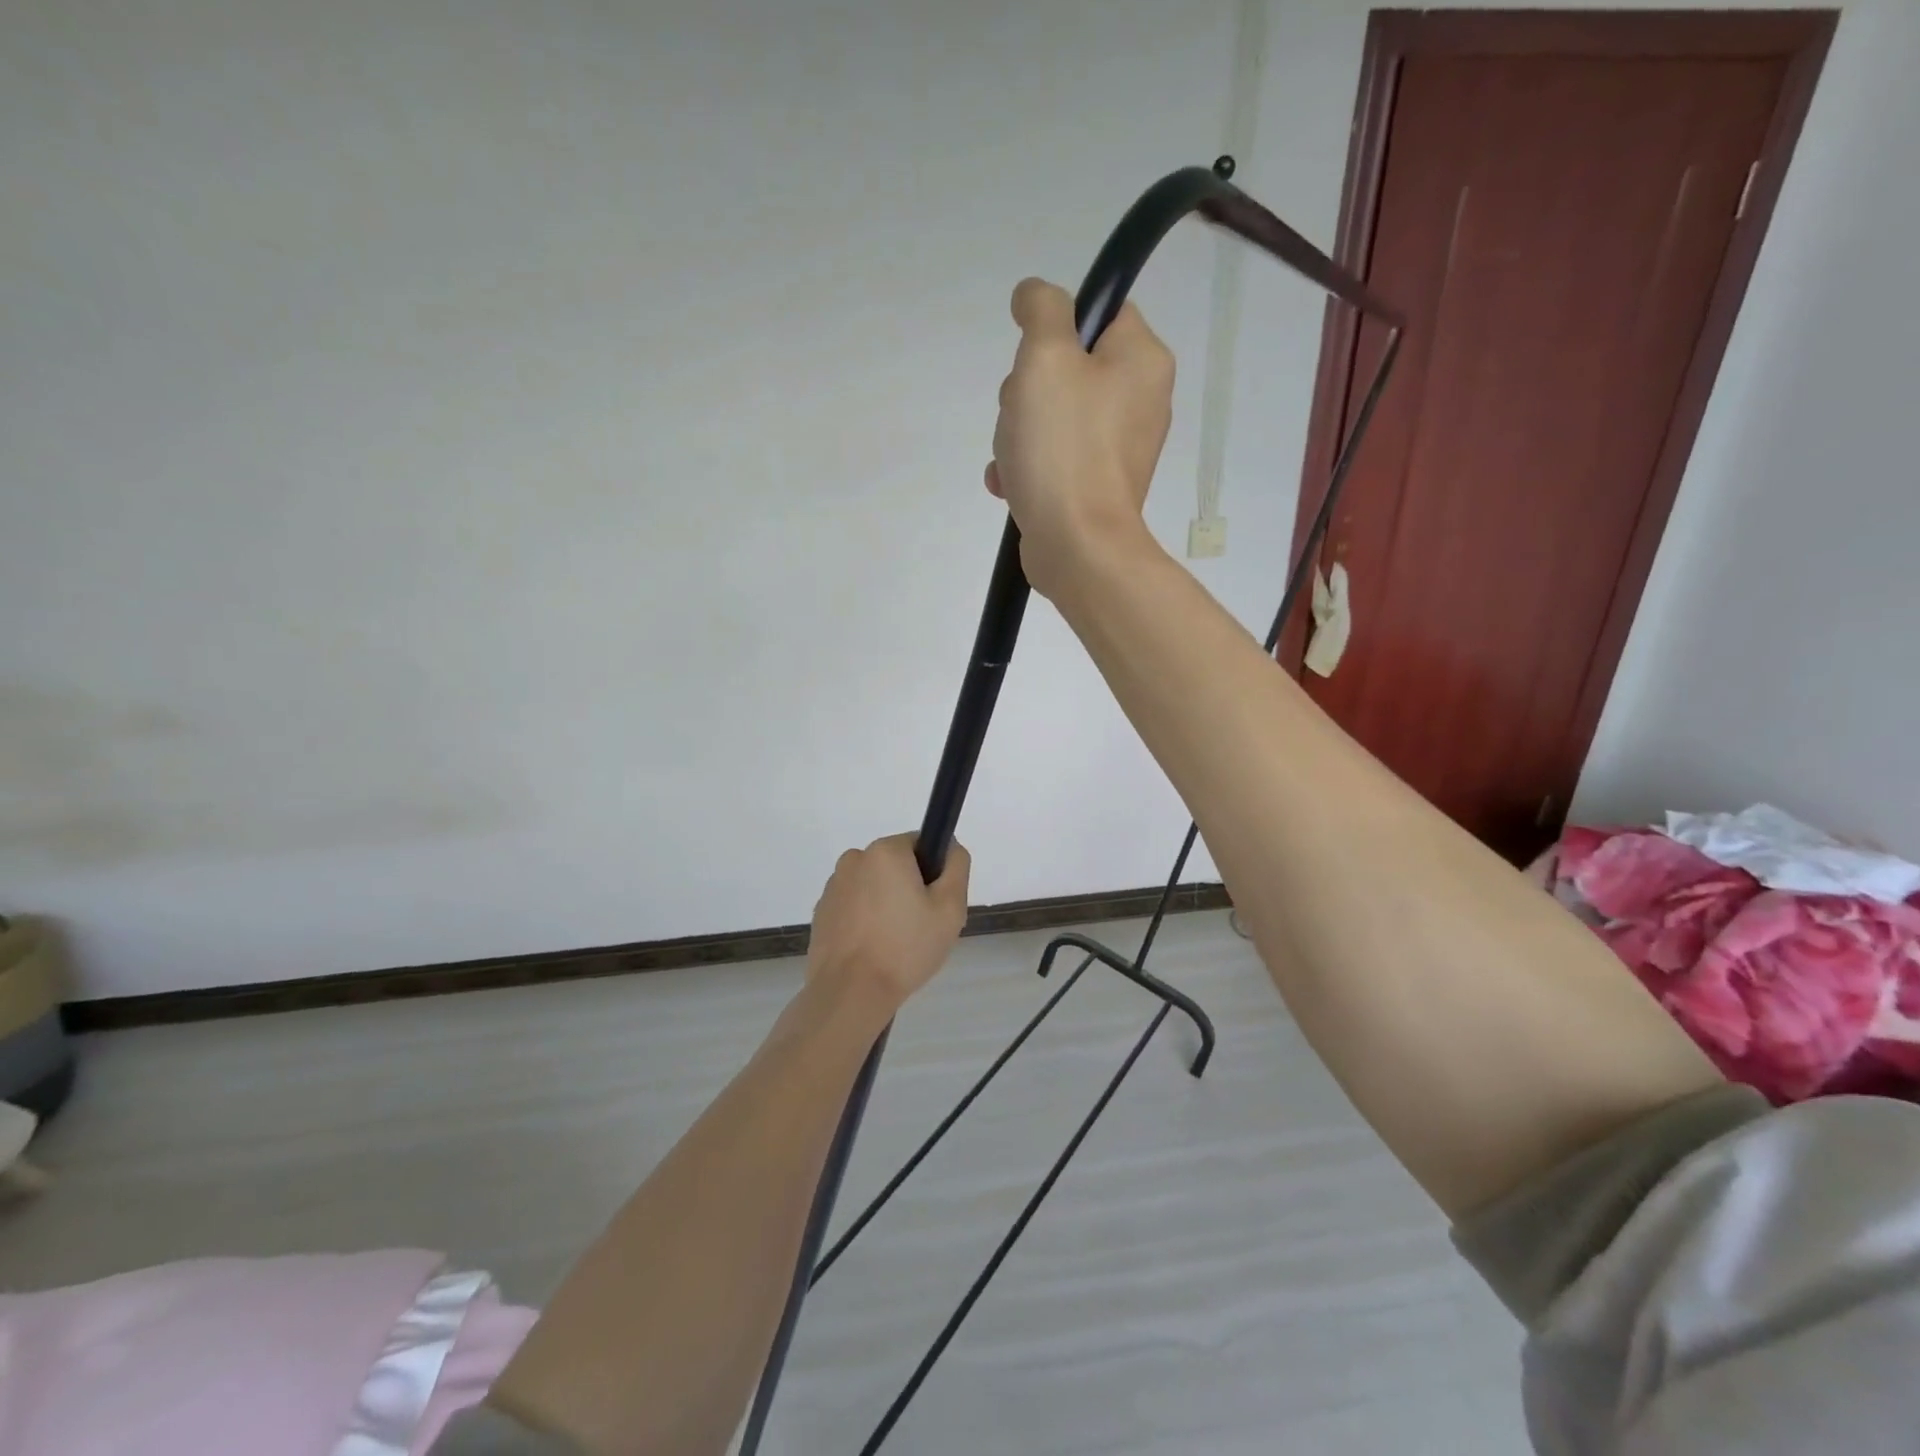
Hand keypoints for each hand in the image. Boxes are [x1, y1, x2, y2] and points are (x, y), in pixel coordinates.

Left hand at [806, 834, 969, 1017]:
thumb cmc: (905, 948)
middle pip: (895, 865)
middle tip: (920, 928)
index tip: (935, 905)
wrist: (850, 993)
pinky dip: (866, 920)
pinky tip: (872, 950)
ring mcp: (833, 886)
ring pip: (874, 886)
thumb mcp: (950, 907)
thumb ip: (956, 867)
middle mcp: (854, 859)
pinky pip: (854, 906)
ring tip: (894, 944)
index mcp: (885, 851)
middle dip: (909, 889)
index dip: (934, 873)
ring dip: (886, 904)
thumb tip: (950, 846)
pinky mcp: (821, 912)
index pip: (920, 845)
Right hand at [985, 277, 1175, 598]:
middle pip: (1069, 367)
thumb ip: (1041, 310)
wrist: (1078, 547)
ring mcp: (1118, 448)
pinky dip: (1029, 466)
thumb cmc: (1064, 448)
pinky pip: (1055, 457)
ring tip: (1014, 458)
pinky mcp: (1097, 485)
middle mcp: (1140, 400)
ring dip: (1019, 432)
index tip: (1031, 360)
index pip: (1099, 312)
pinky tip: (1011, 483)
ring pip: (1053, 415)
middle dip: (1027, 391)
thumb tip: (1036, 294)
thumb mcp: (1044, 359)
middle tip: (1021, 416)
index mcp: (1142, 360)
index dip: (1055, 329)